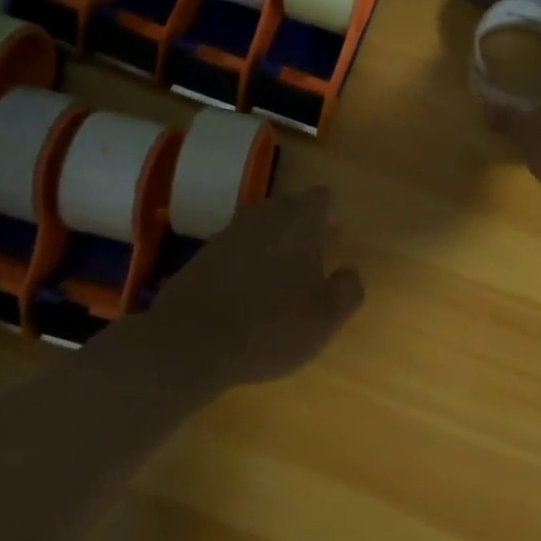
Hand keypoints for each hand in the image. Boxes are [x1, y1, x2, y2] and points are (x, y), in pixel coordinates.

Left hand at [117, 187, 364, 393]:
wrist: (190, 343)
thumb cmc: (272, 326)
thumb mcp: (327, 317)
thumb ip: (348, 290)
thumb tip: (349, 273)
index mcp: (298, 220)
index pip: (321, 198)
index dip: (330, 217)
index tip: (335, 241)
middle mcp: (263, 216)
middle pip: (288, 208)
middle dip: (303, 228)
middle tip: (314, 260)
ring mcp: (227, 234)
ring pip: (260, 228)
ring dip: (273, 246)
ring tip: (282, 281)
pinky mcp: (201, 256)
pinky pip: (235, 250)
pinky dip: (245, 264)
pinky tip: (248, 295)